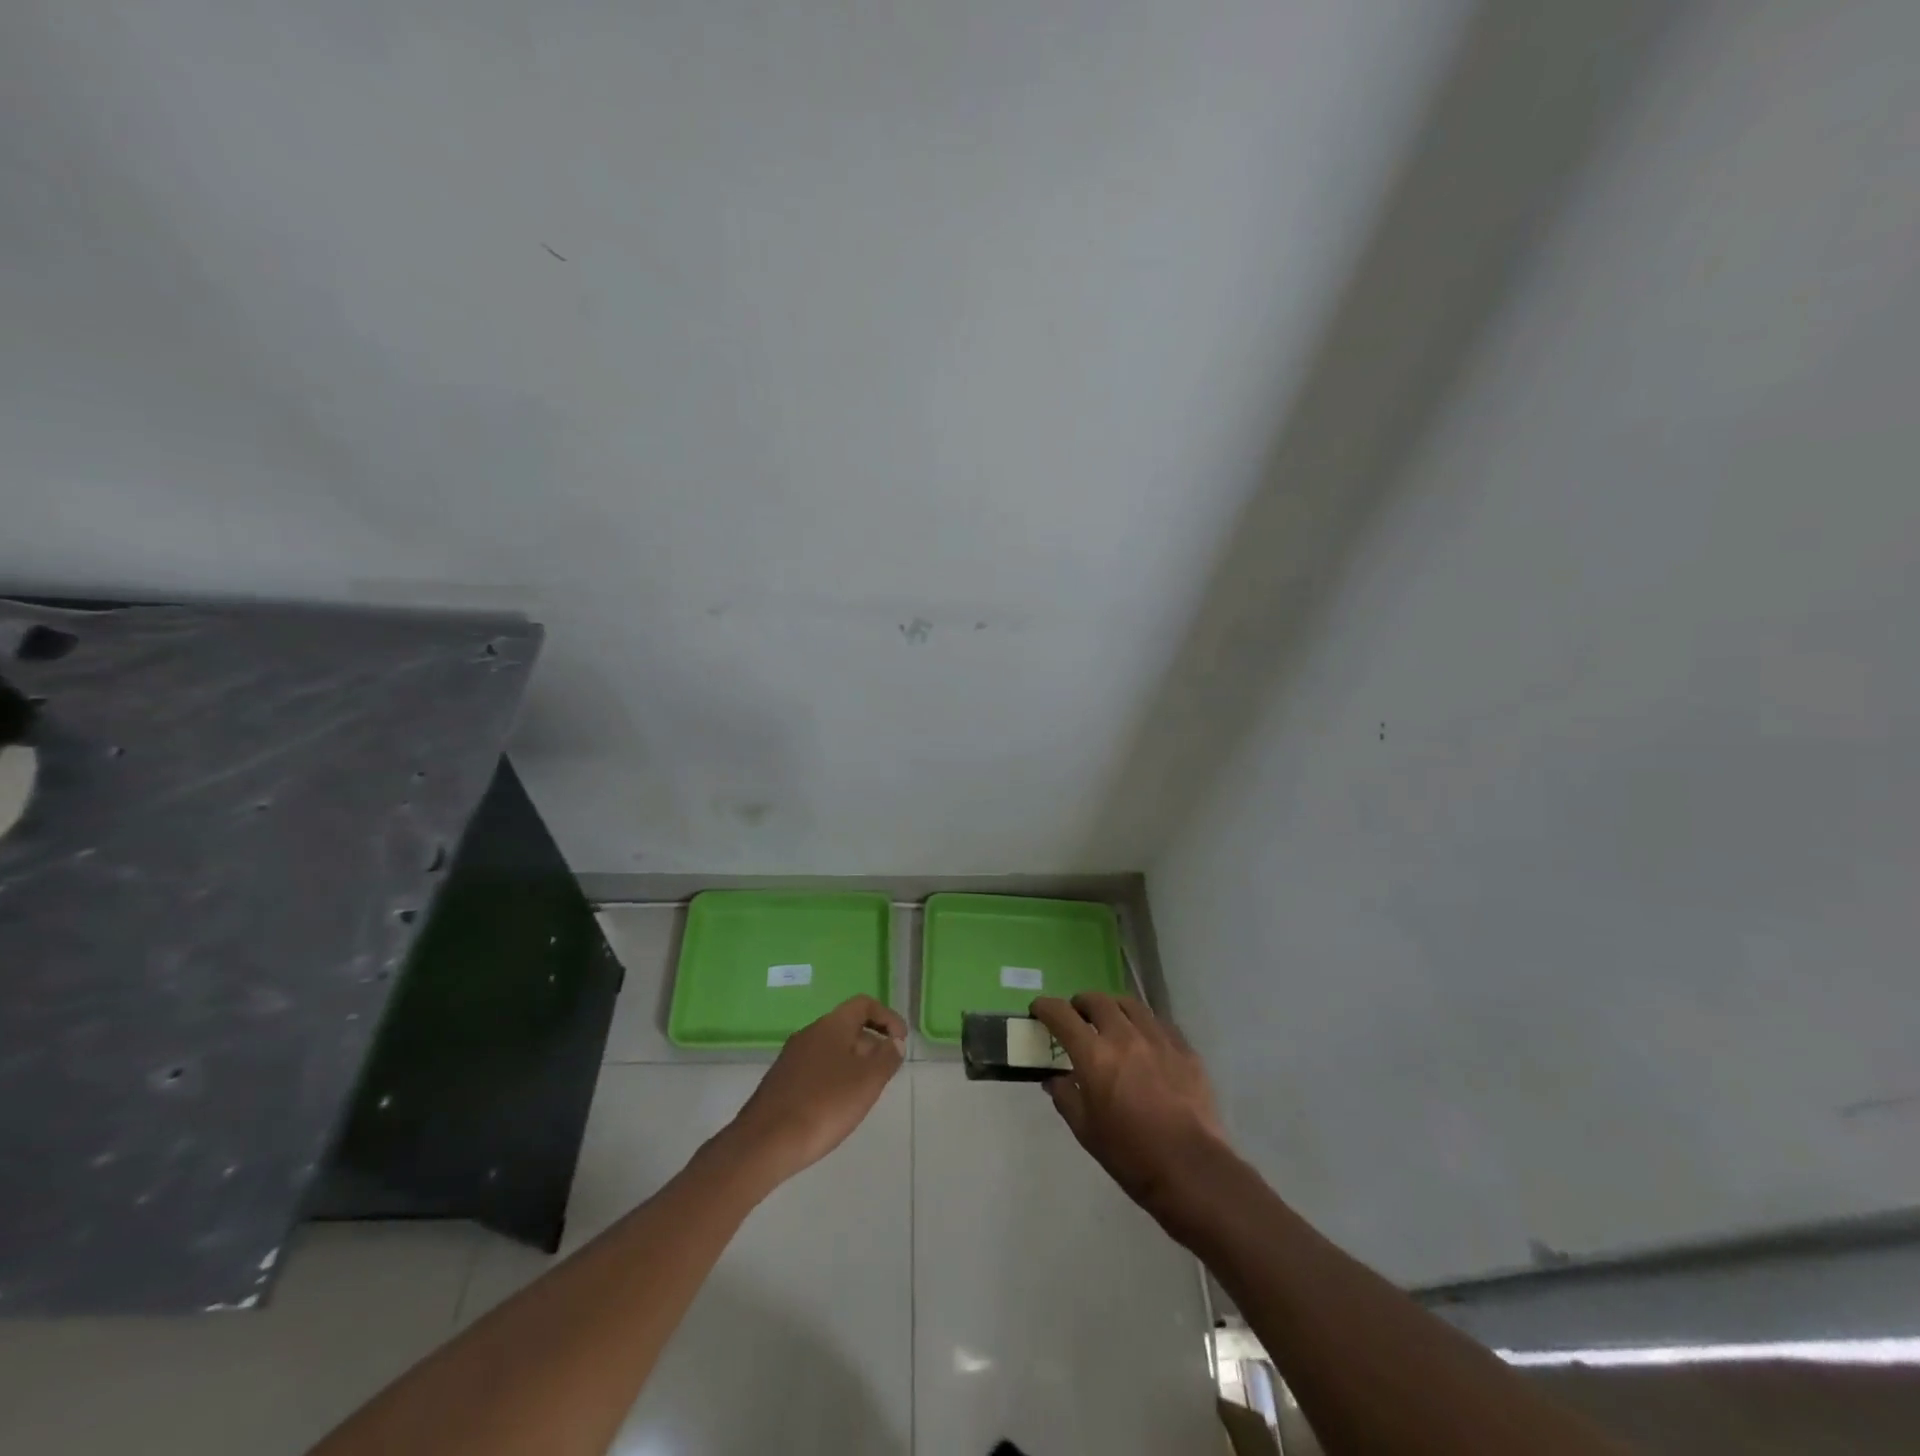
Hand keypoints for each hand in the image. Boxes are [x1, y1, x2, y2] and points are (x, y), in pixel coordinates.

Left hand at [723, 995, 906, 1184]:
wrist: (764, 1143)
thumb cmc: (824, 1105)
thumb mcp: (867, 1081)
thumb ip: (887, 1058)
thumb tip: (895, 1043)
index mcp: (831, 1025)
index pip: (864, 1005)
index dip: (887, 1018)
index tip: (902, 1041)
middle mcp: (810, 1033)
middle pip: (848, 1026)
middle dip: (873, 1044)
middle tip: (888, 1071)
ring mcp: (792, 1057)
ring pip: (832, 1049)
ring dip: (854, 1062)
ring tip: (866, 1091)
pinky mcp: (782, 1082)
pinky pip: (817, 1068)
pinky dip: (835, 1077)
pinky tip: (838, 1106)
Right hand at [1031, 994, 1229, 1231]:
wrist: (1191, 1169)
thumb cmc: (1130, 1155)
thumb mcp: (1086, 1131)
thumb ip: (1066, 1097)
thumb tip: (1054, 1079)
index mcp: (1094, 1055)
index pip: (1062, 1015)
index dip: (1045, 1007)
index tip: (1038, 1010)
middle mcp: (1124, 1036)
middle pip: (1097, 1000)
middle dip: (1080, 1003)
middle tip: (1077, 1016)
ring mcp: (1158, 1039)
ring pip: (1130, 1005)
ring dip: (1113, 1007)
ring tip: (1111, 1021)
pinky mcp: (1184, 1049)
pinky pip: (1159, 1023)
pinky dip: (1143, 1024)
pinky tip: (1144, 1040)